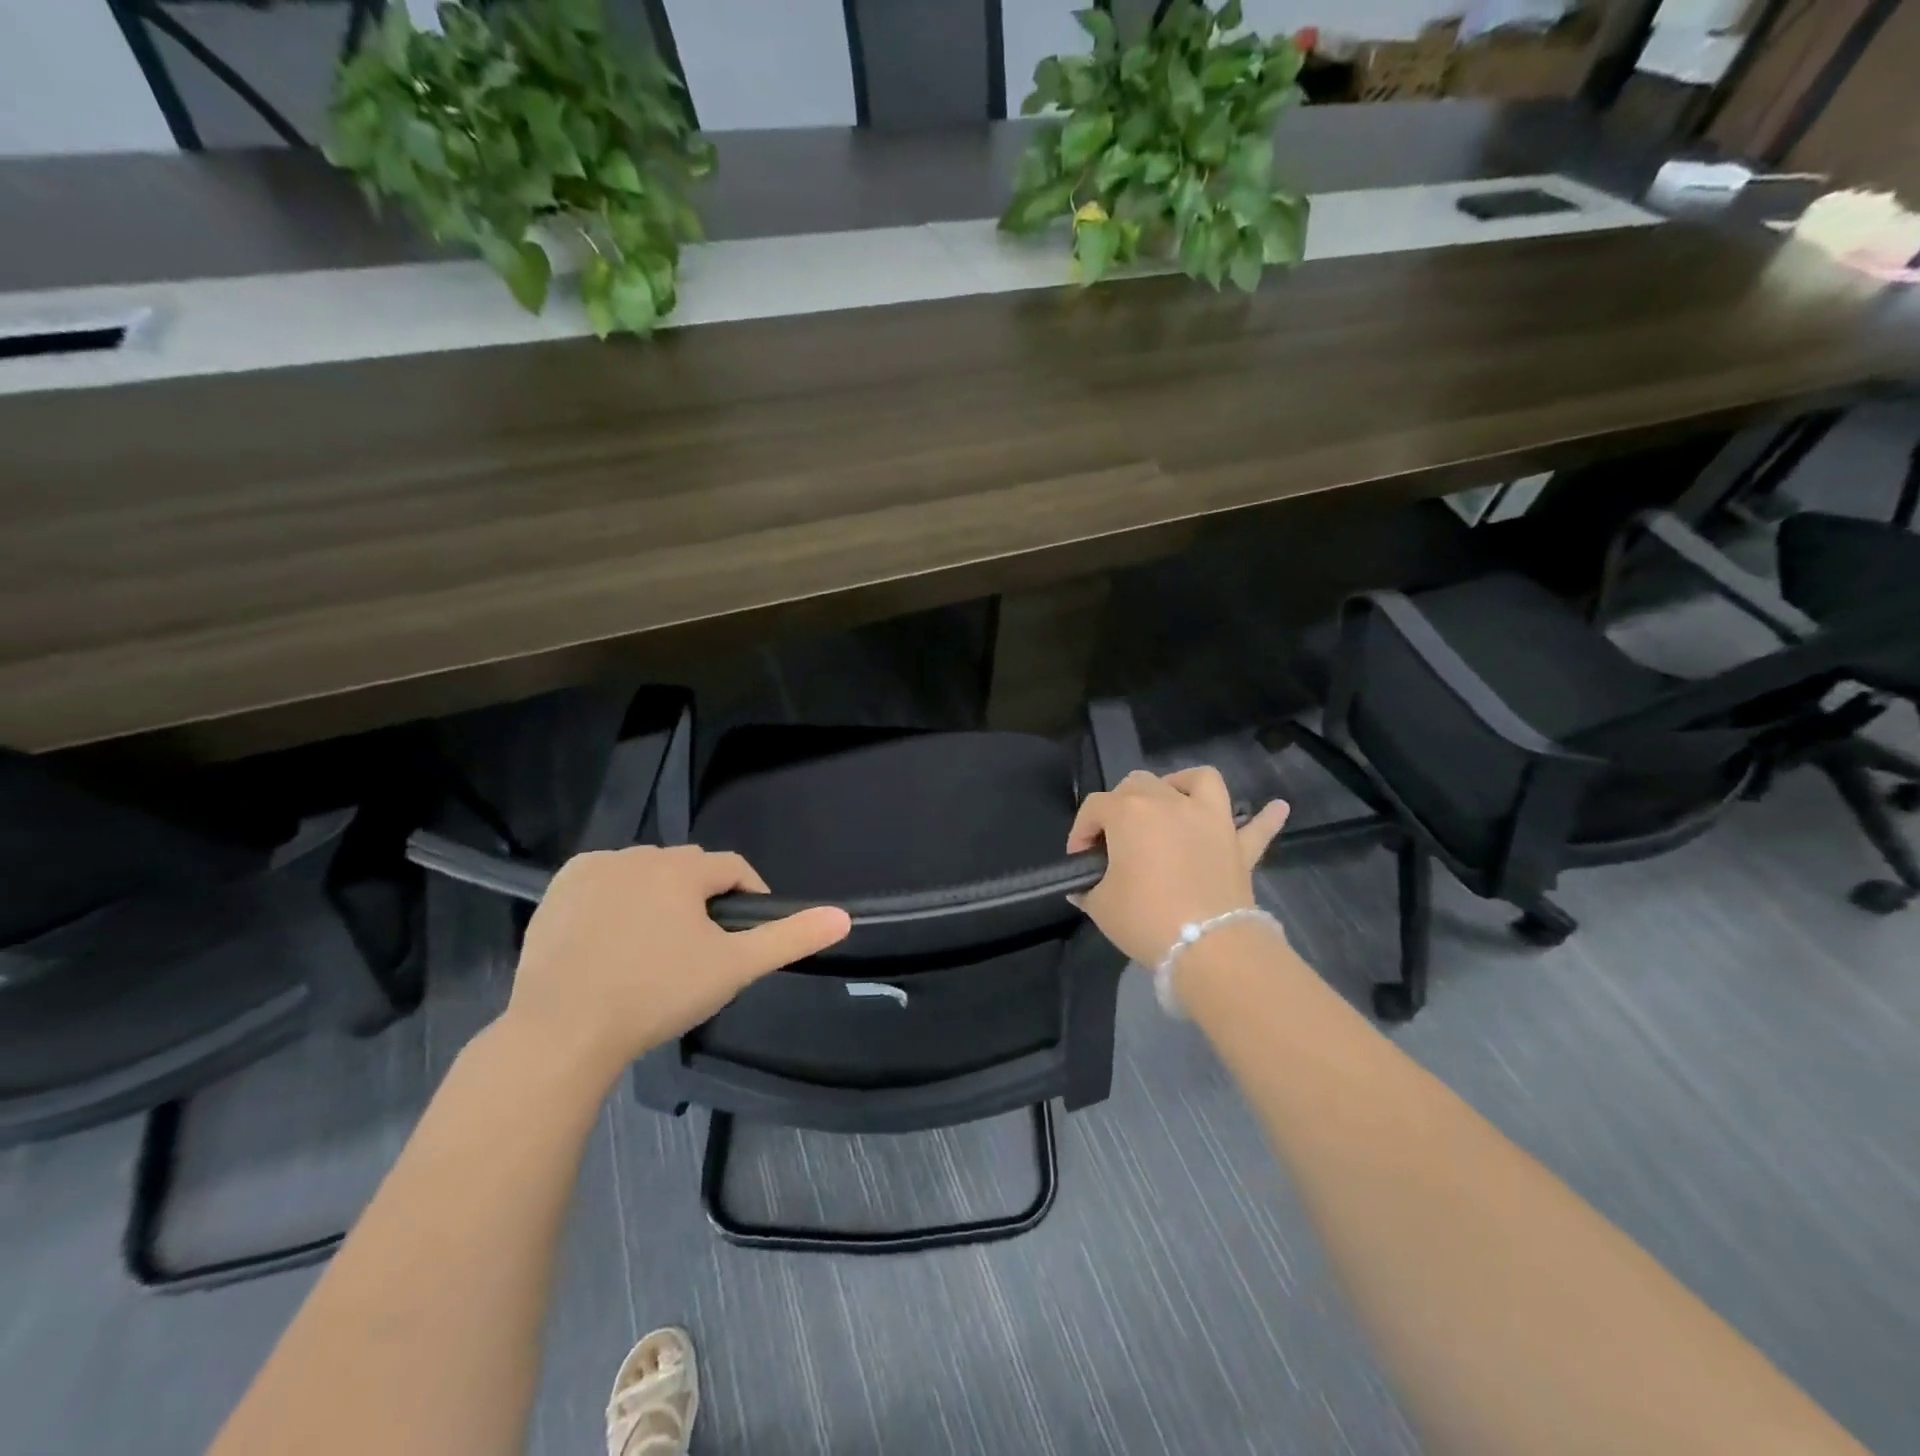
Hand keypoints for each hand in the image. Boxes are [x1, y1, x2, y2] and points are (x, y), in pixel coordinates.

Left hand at [500, 845, 850, 1081]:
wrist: (562, 1031)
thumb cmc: (657, 994)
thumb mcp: (734, 968)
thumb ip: (789, 938)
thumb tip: (844, 917)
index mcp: (681, 868)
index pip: (732, 868)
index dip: (748, 896)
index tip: (746, 933)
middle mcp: (638, 855)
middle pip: (688, 869)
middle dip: (701, 898)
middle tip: (700, 948)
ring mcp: (593, 870)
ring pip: (645, 873)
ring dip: (659, 896)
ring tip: (657, 945)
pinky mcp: (558, 890)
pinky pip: (603, 881)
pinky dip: (615, 898)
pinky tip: (613, 936)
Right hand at [1066, 768, 1289, 965]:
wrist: (1207, 946)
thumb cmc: (1145, 918)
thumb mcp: (1100, 905)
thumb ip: (1088, 888)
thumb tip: (1083, 886)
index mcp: (1129, 813)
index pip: (1095, 808)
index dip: (1081, 831)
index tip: (1079, 859)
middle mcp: (1169, 803)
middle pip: (1138, 784)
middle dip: (1120, 804)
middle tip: (1115, 839)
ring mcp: (1210, 819)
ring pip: (1198, 780)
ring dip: (1182, 785)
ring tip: (1173, 801)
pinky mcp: (1238, 844)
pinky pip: (1257, 826)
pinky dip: (1265, 817)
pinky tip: (1276, 807)